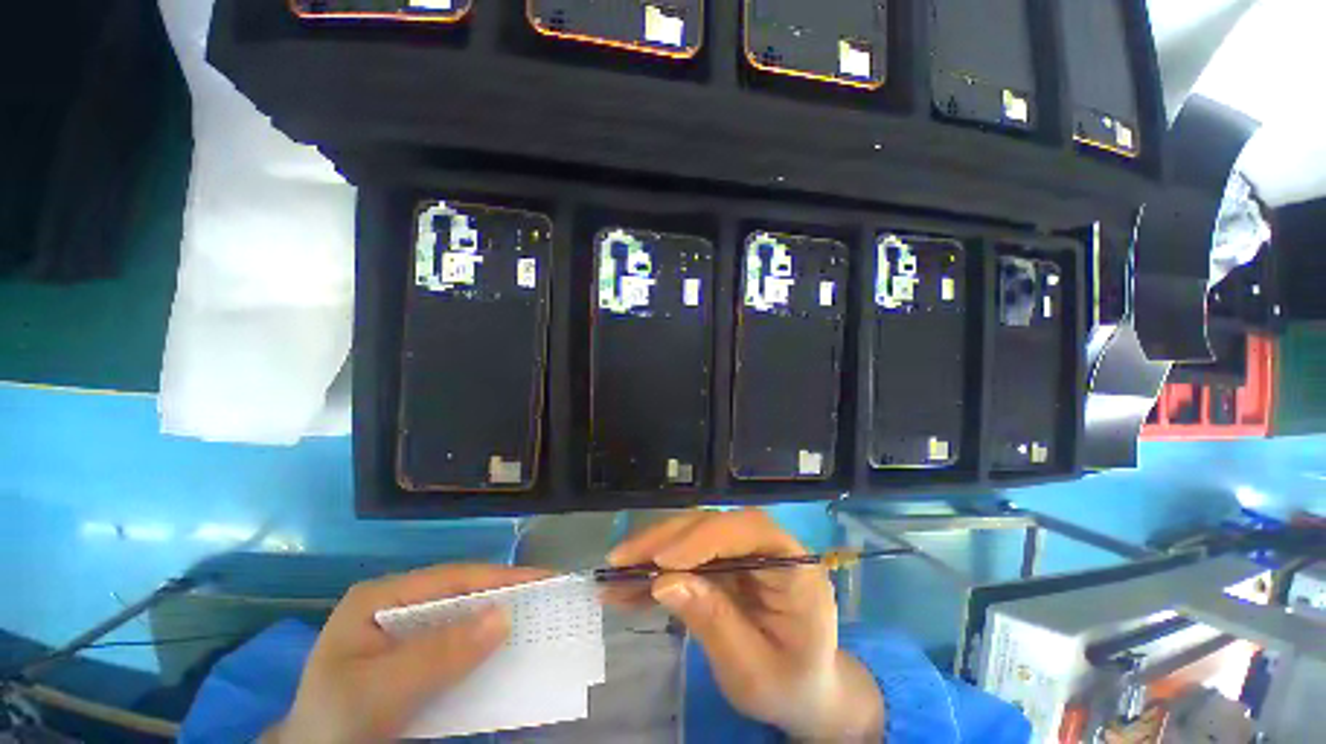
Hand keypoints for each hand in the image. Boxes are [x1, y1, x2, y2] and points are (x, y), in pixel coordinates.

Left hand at [263, 564, 551, 743]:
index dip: (501, 577)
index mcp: (381, 597)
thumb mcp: (381, 690)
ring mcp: (406, 630)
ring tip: (538, 619)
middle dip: (505, 596)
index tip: (545, 579)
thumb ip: (439, 654)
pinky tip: (506, 650)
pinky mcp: (415, 656)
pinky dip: (484, 647)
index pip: (452, 578)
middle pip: (462, 594)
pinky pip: (458, 644)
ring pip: (463, 618)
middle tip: (550, 598)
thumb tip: (505, 616)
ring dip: (498, 621)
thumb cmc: (337, 723)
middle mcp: (397, 605)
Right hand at [607, 509, 884, 741]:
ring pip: (692, 534)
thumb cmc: (789, 684)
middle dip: (664, 540)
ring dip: (652, 551)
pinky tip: (628, 586)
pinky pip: (686, 556)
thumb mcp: (754, 669)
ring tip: (613, 574)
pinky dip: (656, 570)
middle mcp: (766, 545)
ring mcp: (742, 551)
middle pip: (712, 524)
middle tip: (620, 560)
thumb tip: (664, 582)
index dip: (704, 537)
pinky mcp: (723, 561)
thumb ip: (714, 622)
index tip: (662, 561)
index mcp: (793, 565)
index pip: (748, 529)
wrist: (803, 691)